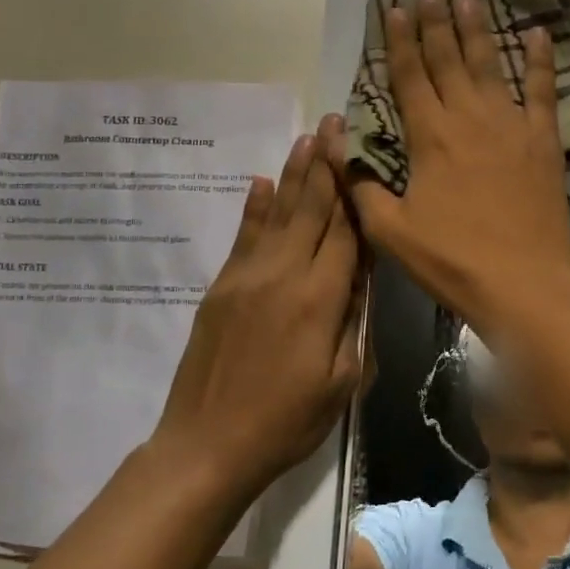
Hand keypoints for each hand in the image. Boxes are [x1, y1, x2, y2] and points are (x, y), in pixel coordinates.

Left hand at [150, 114, 366, 503]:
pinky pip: (244, 236)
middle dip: (326, 164)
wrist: (206, 446)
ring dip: (295, 173)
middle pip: (312, 209)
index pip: (346, 232)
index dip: (356, 191)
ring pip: (279, 213)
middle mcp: (284, 275)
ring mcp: (248, 277)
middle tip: (335, 122)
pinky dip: (256, 206)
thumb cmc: (286, 422)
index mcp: (320, 299)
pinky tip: (264, 181)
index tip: (363, 151)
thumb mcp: (341, 381)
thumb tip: (360, 277)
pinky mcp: (223, 286)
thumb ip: (353, 322)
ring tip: (308, 138)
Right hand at [348, 0, 569, 339]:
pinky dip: (540, 62)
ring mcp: (510, 126)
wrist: (524, 282)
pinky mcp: (543, 141)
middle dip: (435, 25)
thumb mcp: (392, 231)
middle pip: (447, 61)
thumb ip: (362, 185)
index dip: (399, 42)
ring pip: (489, 66)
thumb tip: (336, 144)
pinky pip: (541, 92)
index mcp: (430, 137)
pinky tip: (538, 35)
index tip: (395, 10)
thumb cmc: (453, 259)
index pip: (409, 78)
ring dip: (477, 31)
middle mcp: (468, 119)